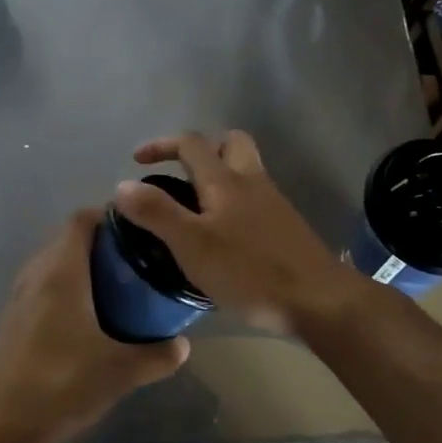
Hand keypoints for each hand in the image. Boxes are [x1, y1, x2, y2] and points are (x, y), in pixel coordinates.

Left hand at [0, 209, 188, 442]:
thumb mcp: (121, 372)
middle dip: (98, 243)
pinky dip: (62, 288)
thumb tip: (183, 345)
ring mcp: (18, 297)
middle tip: (132, 261)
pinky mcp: (11, 320)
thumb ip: (157, 355)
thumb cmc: (62, 383)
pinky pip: (41, 286)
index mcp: (61, 272)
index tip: (136, 231)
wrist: (1, 424)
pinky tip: (83, 319)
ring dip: (78, 266)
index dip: (107, 216)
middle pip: (65, 238)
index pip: (80, 219)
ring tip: (113, 287)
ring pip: (51, 263)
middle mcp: (36, 274)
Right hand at [114, 131, 356, 333]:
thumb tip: (122, 185)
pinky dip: (234, 204)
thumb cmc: (250, 270)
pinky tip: (224, 237)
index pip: (191, 143)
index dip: (162, 145)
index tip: (138, 161)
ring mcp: (273, 203)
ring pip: (245, 171)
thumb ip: (156, 212)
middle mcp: (251, 181)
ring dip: (219, 176)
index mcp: (225, 180)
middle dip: (202, 149)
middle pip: (230, 143)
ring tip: (196, 209)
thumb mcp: (192, 245)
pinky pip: (254, 200)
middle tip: (180, 174)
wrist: (319, 300)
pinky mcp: (285, 227)